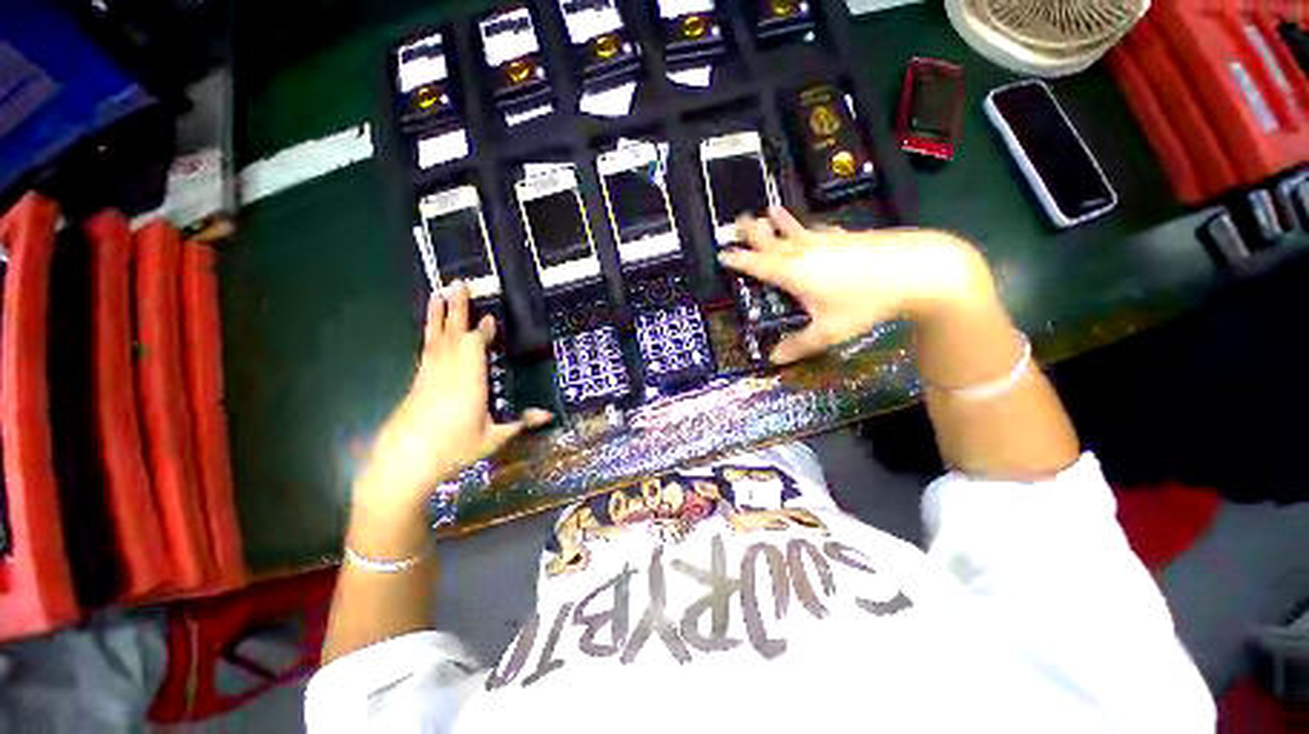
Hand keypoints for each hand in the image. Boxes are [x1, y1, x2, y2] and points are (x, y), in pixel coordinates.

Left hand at [356, 282, 550, 512]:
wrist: (404, 462)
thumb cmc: (453, 449)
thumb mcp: (493, 438)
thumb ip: (520, 422)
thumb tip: (548, 415)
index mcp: (469, 381)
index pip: (476, 347)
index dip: (482, 331)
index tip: (489, 317)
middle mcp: (448, 371)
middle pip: (453, 333)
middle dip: (458, 308)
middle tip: (459, 283)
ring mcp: (429, 374)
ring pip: (436, 338)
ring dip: (439, 314)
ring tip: (439, 293)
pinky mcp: (418, 381)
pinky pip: (427, 349)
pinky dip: (430, 333)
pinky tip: (432, 329)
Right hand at [718, 207, 993, 363]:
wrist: (917, 270)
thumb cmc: (866, 302)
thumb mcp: (829, 331)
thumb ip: (799, 345)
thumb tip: (773, 360)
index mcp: (793, 273)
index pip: (758, 264)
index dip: (738, 260)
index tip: (722, 254)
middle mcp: (804, 252)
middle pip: (772, 239)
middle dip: (752, 231)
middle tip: (736, 221)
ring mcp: (827, 241)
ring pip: (795, 230)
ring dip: (779, 222)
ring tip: (768, 210)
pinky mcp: (847, 237)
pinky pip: (820, 230)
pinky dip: (809, 227)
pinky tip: (813, 226)